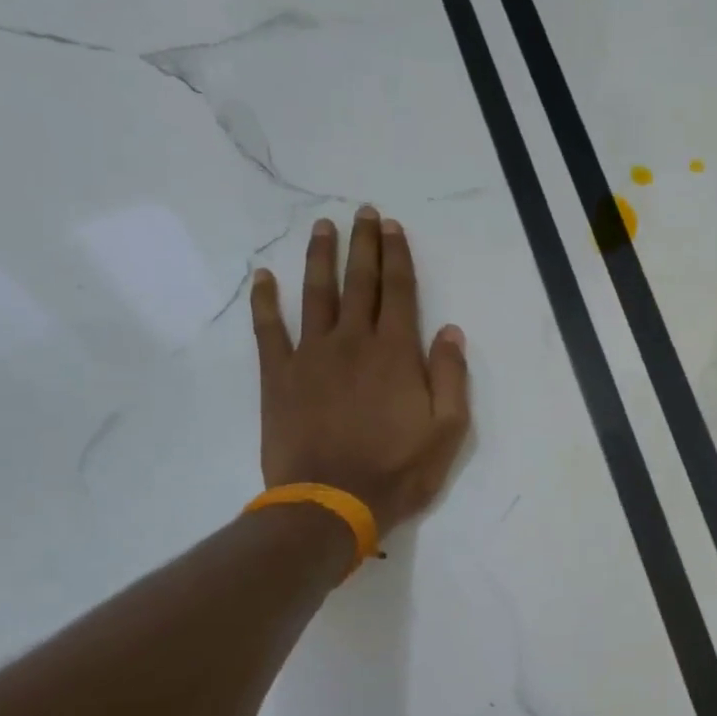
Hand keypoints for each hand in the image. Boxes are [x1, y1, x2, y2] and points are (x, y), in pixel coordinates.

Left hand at [249, 205, 470, 535]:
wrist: (332, 503)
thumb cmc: (398, 471)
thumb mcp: (447, 431)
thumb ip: (451, 378)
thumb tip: (451, 331)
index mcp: (396, 353)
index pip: (399, 292)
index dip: (397, 256)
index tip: (392, 227)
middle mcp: (354, 342)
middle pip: (360, 283)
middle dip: (364, 245)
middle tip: (363, 212)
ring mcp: (311, 356)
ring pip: (317, 294)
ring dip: (321, 258)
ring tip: (323, 227)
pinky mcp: (279, 376)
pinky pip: (269, 329)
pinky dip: (266, 301)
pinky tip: (264, 278)